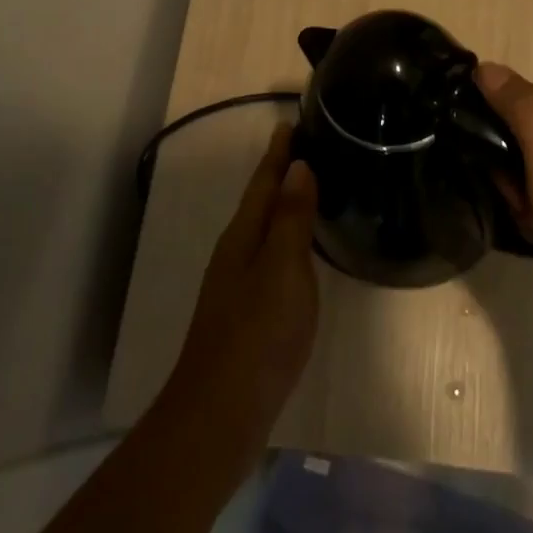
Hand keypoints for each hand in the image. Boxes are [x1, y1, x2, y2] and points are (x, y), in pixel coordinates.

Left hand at [164, 123, 319, 466]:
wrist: (222, 411)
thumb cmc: (258, 334)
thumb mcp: (283, 269)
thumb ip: (291, 219)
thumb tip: (299, 166)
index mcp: (244, 236)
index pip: (264, 181)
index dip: (278, 152)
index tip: (290, 121)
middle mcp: (236, 252)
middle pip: (261, 201)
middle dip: (281, 173)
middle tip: (310, 147)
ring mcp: (238, 284)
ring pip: (265, 230)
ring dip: (284, 205)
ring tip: (311, 188)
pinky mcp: (248, 311)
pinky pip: (271, 257)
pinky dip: (287, 240)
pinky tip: (302, 250)